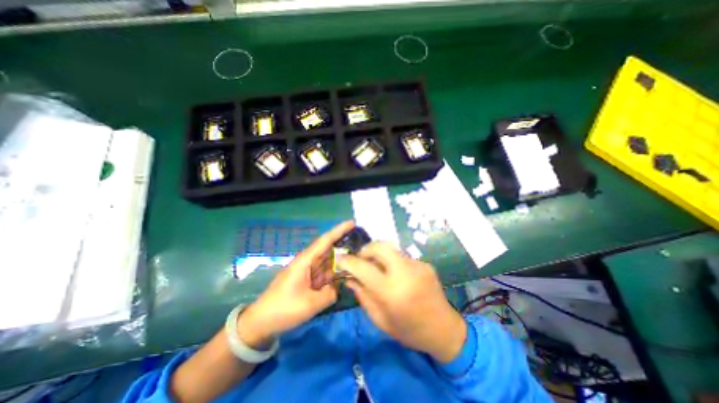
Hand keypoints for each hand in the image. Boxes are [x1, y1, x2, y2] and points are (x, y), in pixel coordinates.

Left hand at [237, 221, 353, 348]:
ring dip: (340, 259)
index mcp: (305, 261)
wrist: (261, 322)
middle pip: (328, 249)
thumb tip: (336, 287)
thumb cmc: (284, 309)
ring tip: (356, 258)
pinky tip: (344, 274)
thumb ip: (330, 293)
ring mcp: (307, 271)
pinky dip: (333, 272)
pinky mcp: (307, 280)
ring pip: (327, 261)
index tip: (352, 223)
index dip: (339, 231)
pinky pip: (323, 273)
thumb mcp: (310, 304)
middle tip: (361, 243)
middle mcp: (307, 262)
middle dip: (343, 244)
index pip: (325, 241)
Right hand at [338, 241, 465, 363]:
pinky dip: (393, 261)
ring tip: (377, 266)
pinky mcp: (425, 263)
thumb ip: (362, 296)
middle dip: (366, 249)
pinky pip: (402, 256)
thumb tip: (349, 278)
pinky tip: (396, 274)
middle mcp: (405, 272)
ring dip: (379, 254)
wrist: (444, 329)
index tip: (341, 259)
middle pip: (380, 246)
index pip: (363, 268)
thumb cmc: (409, 330)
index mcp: (391, 292)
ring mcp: (417, 265)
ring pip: (391, 249)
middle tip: (361, 259)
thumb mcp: (380, 319)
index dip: (349, 261)